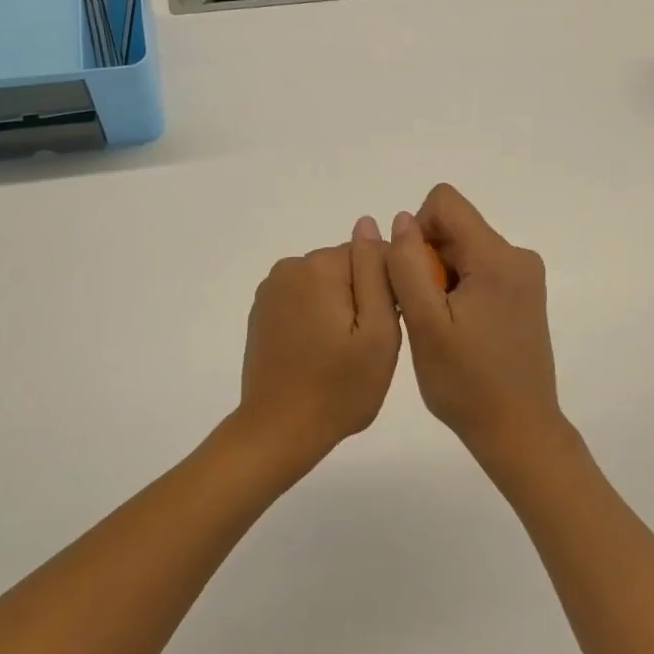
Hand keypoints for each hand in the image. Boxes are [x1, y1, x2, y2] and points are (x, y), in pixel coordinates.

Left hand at [239, 217, 402, 466]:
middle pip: (347, 268)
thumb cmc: (340, 386)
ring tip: (344, 354)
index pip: (372, 254)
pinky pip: (304, 301)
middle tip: (368, 346)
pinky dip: (317, 319)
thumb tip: (370, 223)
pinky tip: (320, 353)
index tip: (391, 325)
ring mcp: (270, 290)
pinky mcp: (262, 313)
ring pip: (326, 285)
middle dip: (363, 297)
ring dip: (341, 309)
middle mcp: (290, 267)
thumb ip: (377, 271)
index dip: (389, 288)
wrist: (279, 430)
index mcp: (319, 266)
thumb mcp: (378, 330)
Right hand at [386, 184, 570, 478]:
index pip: (445, 202)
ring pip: (463, 252)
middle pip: (454, 228)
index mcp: (497, 257)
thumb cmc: (466, 382)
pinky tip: (457, 331)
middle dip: (428, 261)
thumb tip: (401, 219)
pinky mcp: (523, 296)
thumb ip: (408, 264)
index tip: (413, 277)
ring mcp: (524, 278)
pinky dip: (458, 292)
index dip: (416, 231)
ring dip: (440, 280)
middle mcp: (518, 257)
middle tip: (424, 313)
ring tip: (441, 327)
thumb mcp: (425, 322)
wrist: (518, 431)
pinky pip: (479, 272)